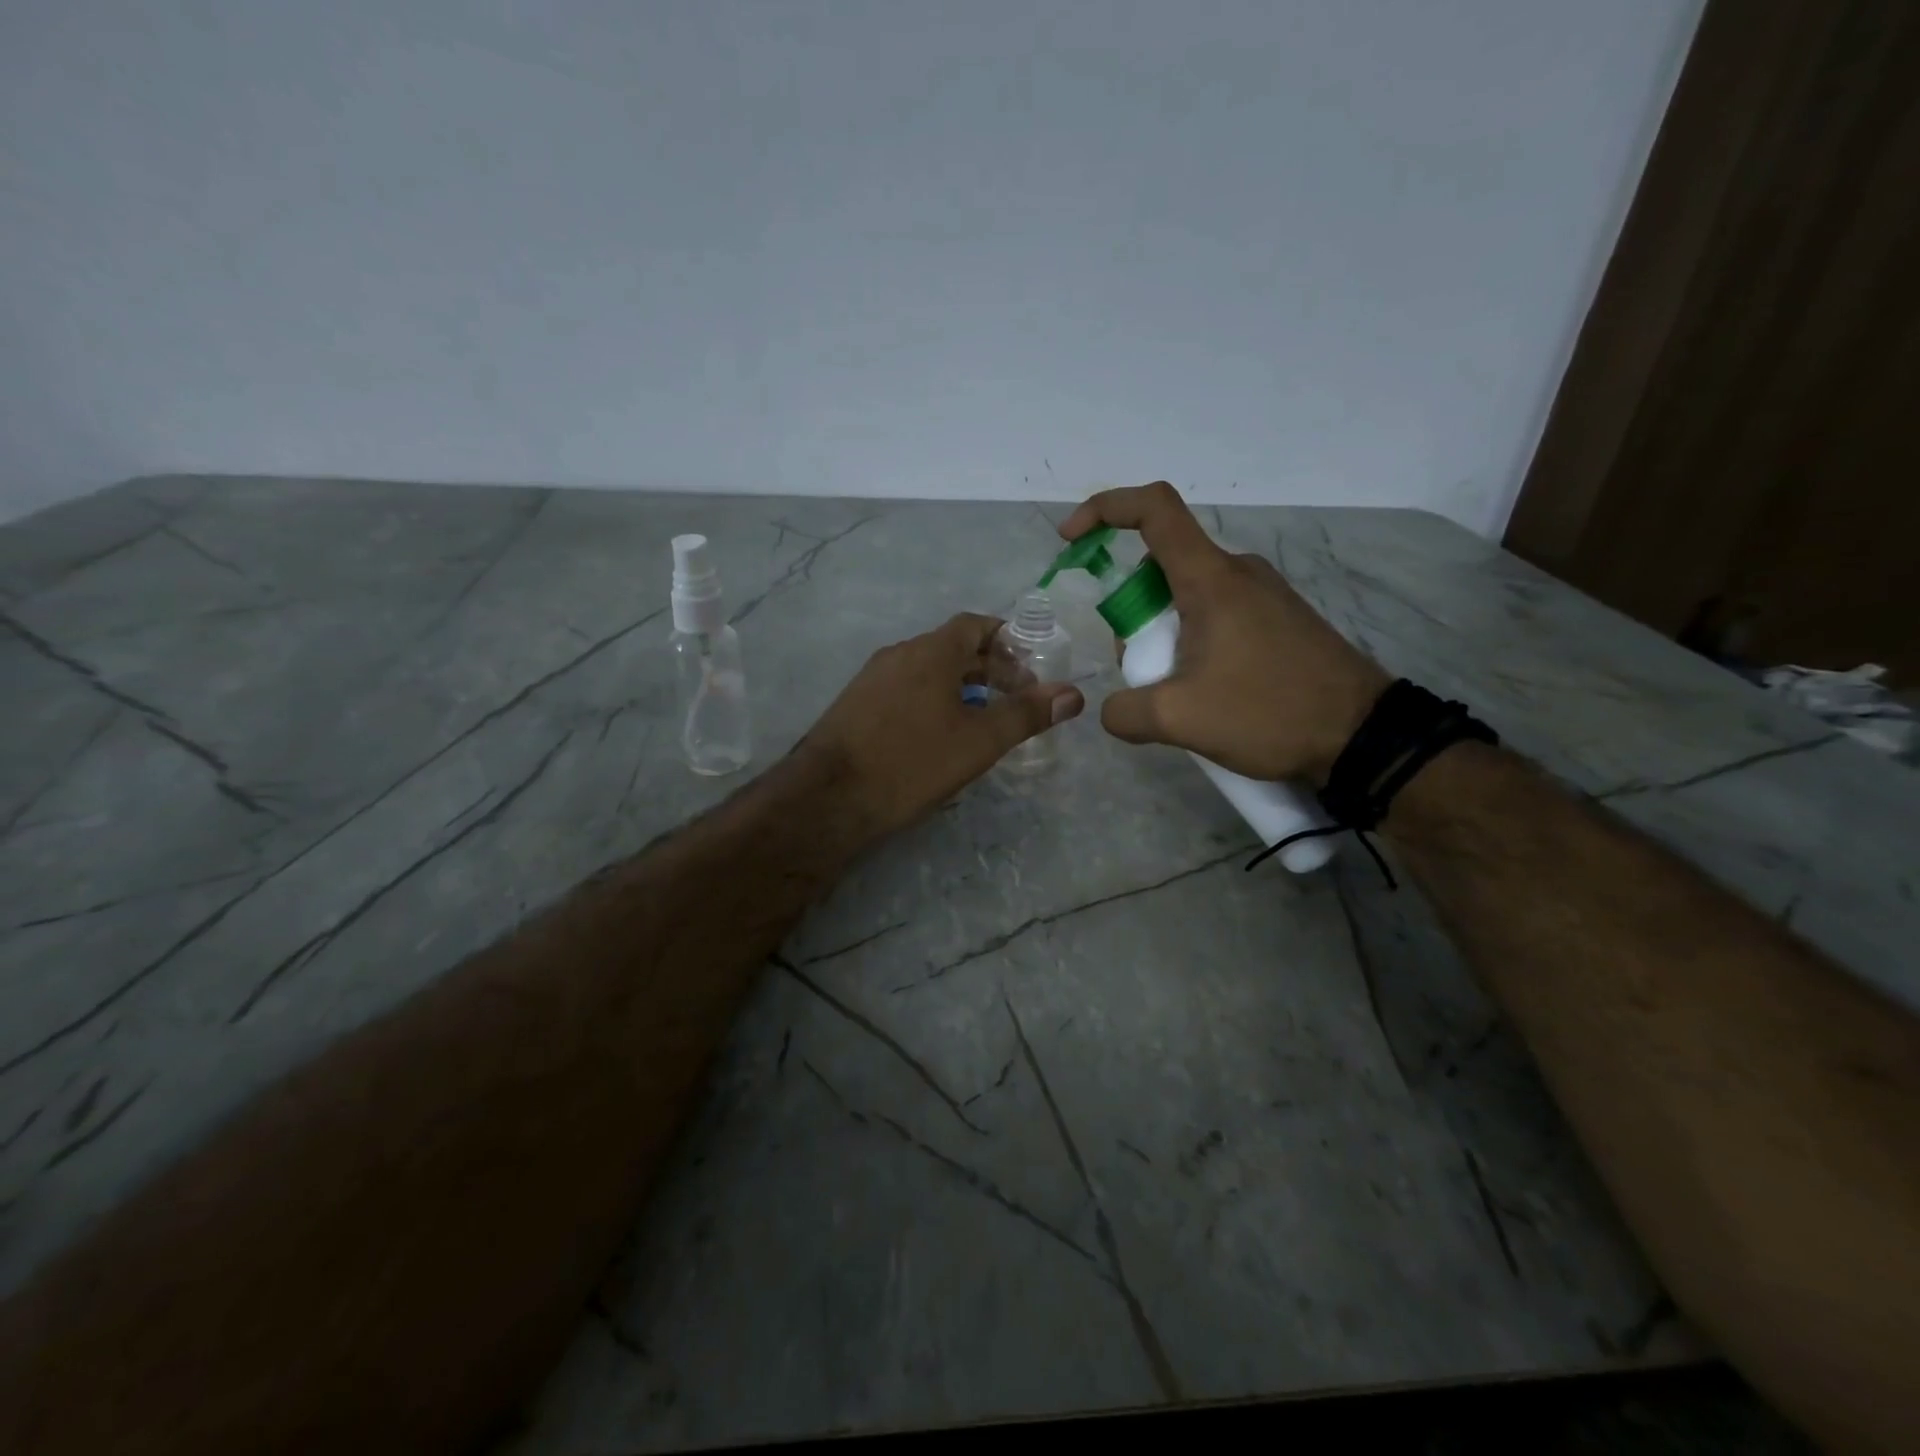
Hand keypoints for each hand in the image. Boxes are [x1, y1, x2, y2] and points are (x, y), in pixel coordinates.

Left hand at [803, 612, 1083, 837]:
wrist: (830, 797)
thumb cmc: (912, 762)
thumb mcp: (979, 741)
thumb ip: (1026, 714)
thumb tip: (1073, 694)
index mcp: (930, 651)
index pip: (974, 625)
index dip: (1006, 640)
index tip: (1029, 667)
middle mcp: (899, 654)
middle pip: (951, 647)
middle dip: (988, 668)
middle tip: (1015, 698)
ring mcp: (871, 678)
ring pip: (926, 670)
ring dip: (959, 686)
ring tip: (982, 718)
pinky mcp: (855, 705)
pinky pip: (904, 689)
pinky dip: (931, 699)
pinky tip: (937, 735)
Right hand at [1059, 482, 1387, 784]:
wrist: (1363, 736)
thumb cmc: (1269, 712)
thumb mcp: (1179, 720)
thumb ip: (1125, 712)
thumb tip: (1112, 710)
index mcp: (1210, 579)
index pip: (1154, 510)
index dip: (1105, 508)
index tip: (1072, 538)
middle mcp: (1238, 572)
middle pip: (1162, 567)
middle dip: (1133, 613)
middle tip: (1142, 670)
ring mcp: (1264, 594)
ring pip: (1188, 596)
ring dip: (1164, 634)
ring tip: (1178, 692)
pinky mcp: (1280, 619)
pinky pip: (1218, 614)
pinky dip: (1194, 641)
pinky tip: (1208, 691)